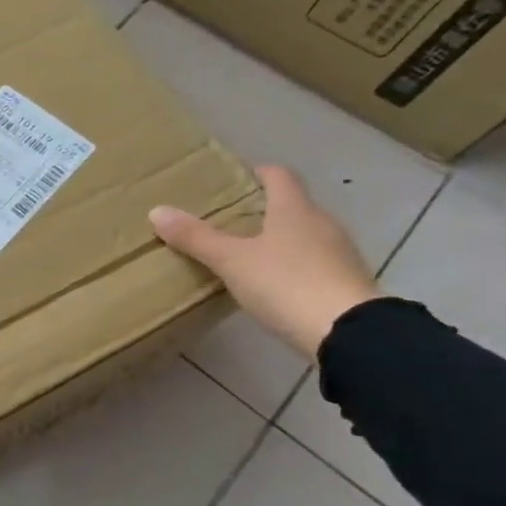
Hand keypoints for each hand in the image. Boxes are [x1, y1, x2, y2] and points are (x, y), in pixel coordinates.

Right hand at [148, 165, 381, 358]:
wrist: (348, 332)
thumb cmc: (286, 284)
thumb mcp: (232, 261)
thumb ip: (196, 238)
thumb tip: (157, 211)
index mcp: (295, 210)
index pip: (279, 177)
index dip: (258, 173)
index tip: (236, 178)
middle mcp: (322, 223)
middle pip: (293, 205)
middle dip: (264, 209)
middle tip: (230, 220)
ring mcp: (339, 253)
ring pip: (304, 234)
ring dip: (280, 238)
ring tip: (247, 253)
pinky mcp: (346, 282)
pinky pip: (314, 262)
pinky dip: (293, 265)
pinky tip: (274, 283)